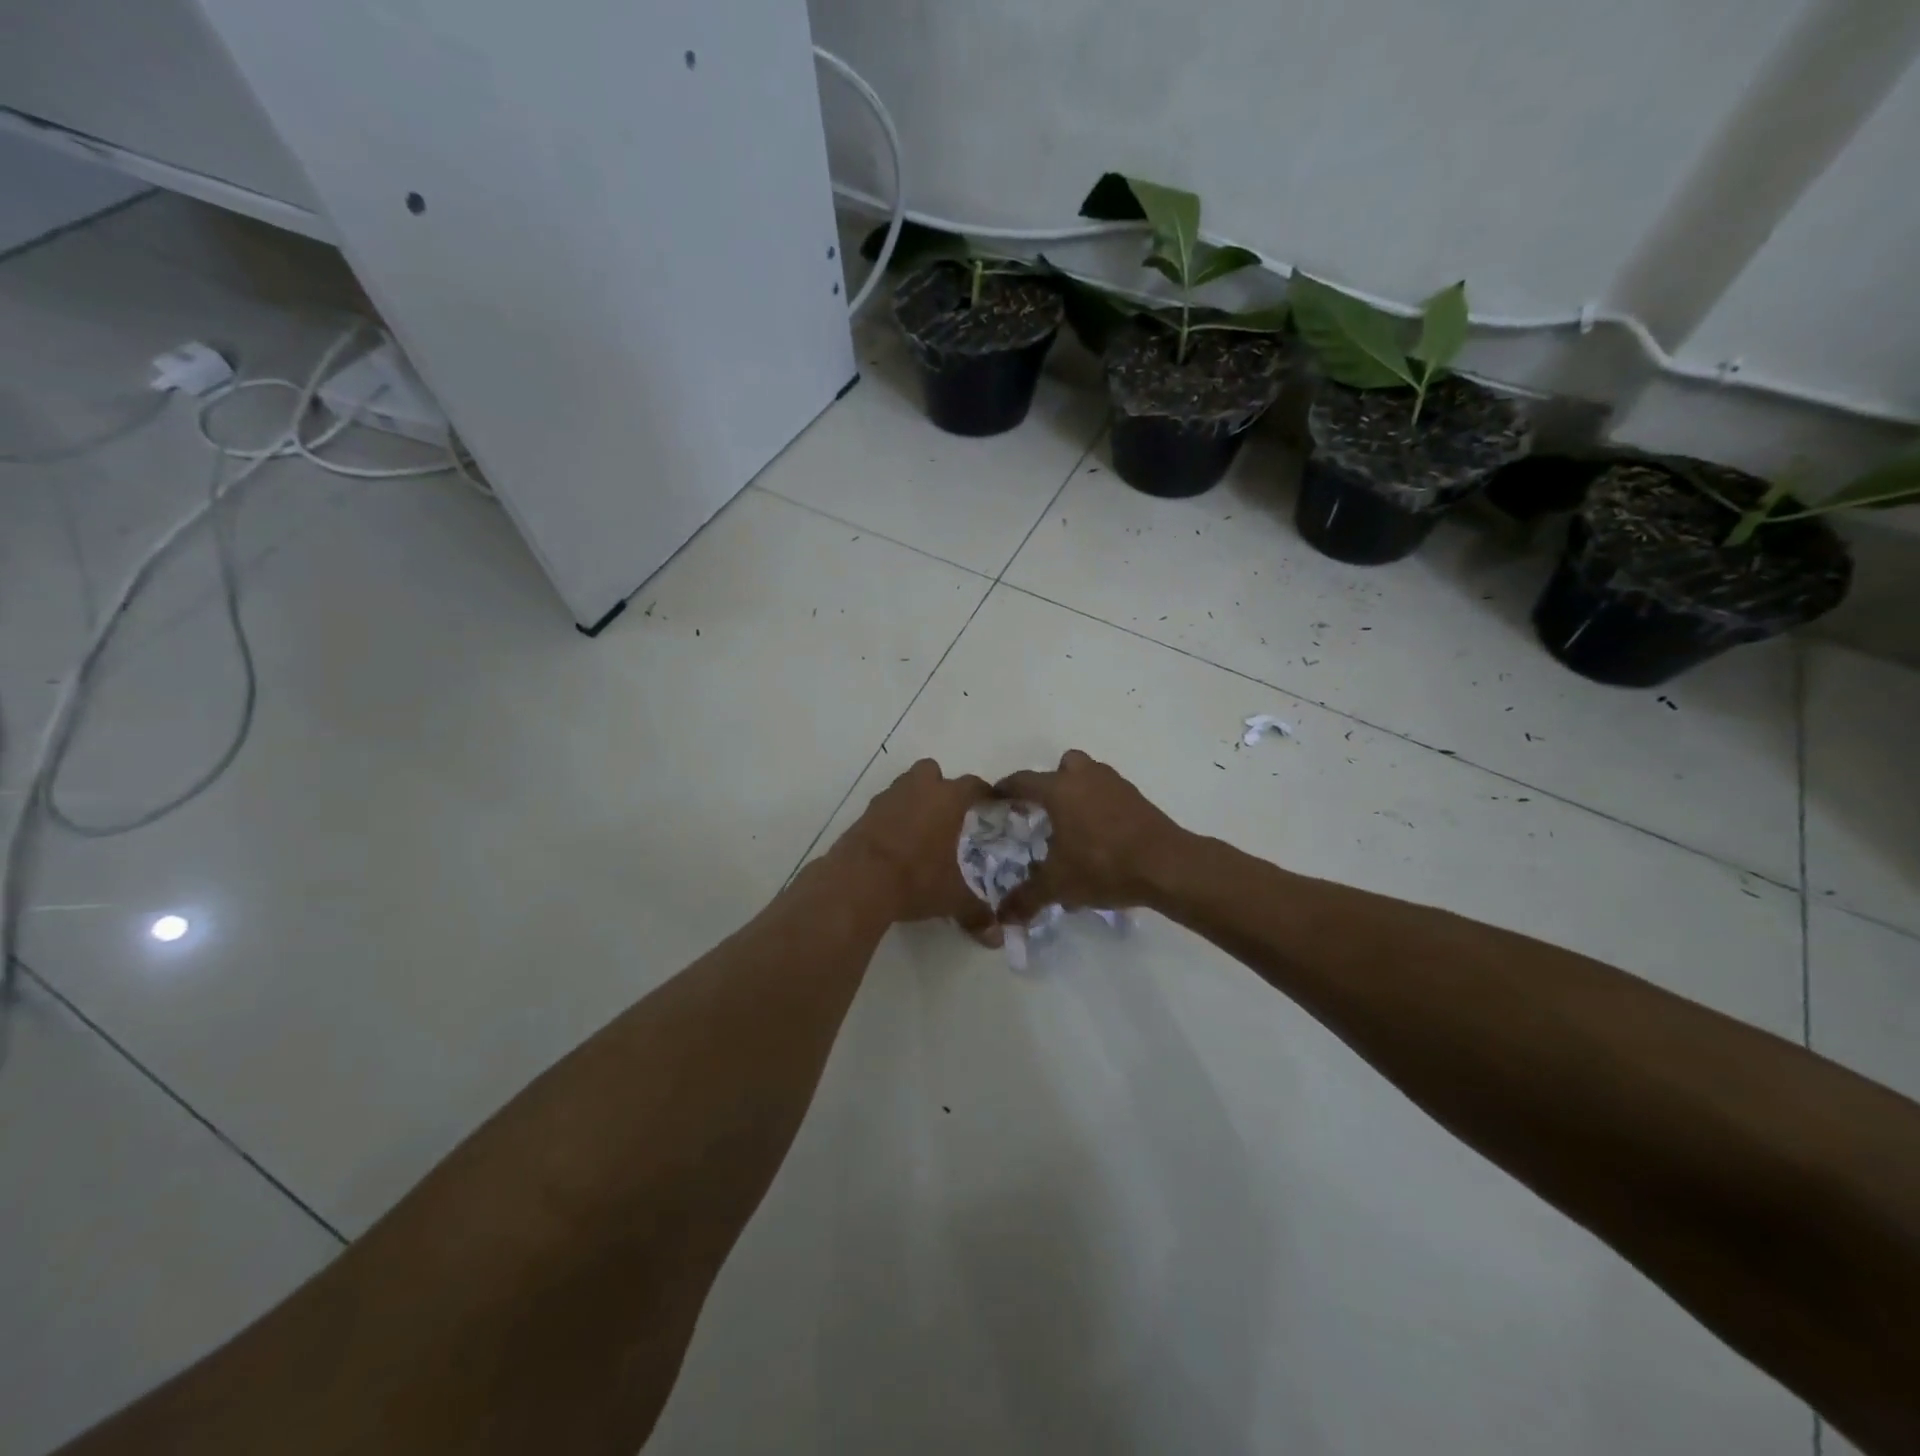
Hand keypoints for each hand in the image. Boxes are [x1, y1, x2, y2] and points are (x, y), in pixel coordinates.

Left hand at [828, 758, 997, 938]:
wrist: (858, 880)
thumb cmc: (915, 878)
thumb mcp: (951, 898)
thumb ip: (976, 912)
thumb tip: (996, 936)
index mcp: (947, 799)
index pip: (973, 785)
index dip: (984, 794)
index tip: (991, 804)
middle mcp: (918, 789)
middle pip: (932, 771)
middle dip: (941, 786)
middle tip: (949, 813)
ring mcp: (887, 798)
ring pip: (905, 785)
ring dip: (914, 799)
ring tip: (922, 828)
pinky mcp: (864, 813)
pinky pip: (885, 806)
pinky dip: (893, 817)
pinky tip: (897, 842)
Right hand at [993, 750, 1186, 923]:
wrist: (1166, 865)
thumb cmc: (1103, 865)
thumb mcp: (1059, 885)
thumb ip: (1027, 898)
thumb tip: (1003, 915)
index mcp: (1059, 789)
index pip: (1023, 781)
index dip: (1006, 789)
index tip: (996, 798)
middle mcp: (1085, 777)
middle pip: (1063, 766)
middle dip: (1051, 783)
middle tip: (1044, 810)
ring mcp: (1115, 784)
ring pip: (1090, 777)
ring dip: (1079, 793)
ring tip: (1072, 826)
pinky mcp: (1138, 798)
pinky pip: (1110, 794)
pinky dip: (1101, 807)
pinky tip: (1100, 838)